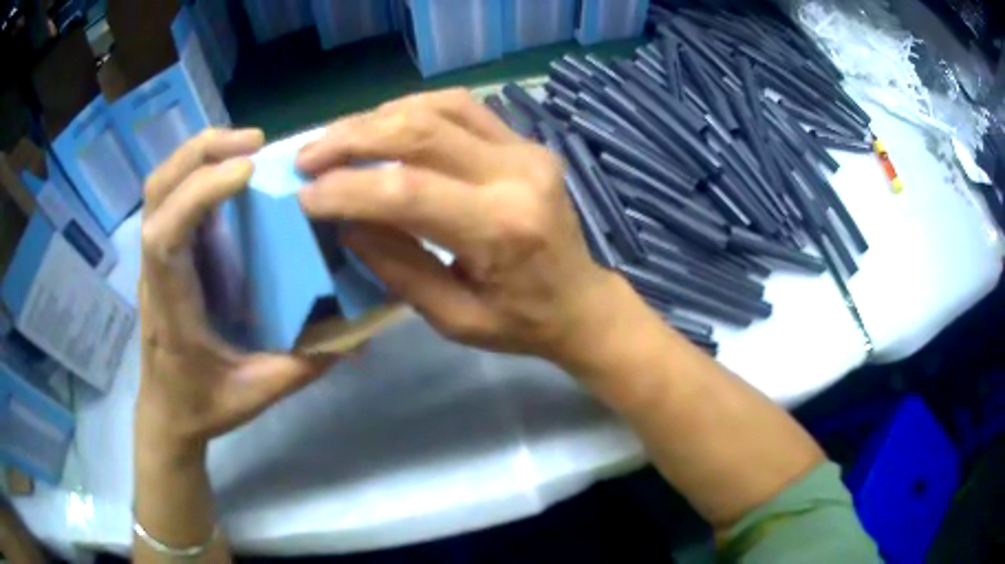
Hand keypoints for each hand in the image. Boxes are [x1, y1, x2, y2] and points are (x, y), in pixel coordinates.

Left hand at [139, 128, 333, 457]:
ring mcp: (154, 259)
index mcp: (171, 307)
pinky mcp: (163, 254)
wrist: (166, 413)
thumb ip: (304, 366)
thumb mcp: (256, 394)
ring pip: (160, 187)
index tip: (248, 171)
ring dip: (197, 154)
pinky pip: (170, 196)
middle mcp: (155, 272)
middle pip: (158, 191)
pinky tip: (228, 174)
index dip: (199, 193)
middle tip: (254, 143)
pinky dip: (196, 170)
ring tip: (245, 147)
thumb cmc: (202, 405)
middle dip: (200, 153)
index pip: (166, 236)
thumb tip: (357, 334)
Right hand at [296, 89, 621, 363]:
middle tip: (308, 157)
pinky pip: (462, 108)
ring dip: (377, 118)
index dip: (346, 189)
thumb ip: (397, 266)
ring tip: (337, 140)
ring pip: (439, 108)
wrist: (581, 301)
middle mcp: (517, 175)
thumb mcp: (453, 318)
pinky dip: (414, 109)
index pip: (408, 191)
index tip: (304, 196)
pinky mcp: (526, 142)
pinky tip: (384, 126)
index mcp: (502, 229)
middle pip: (420, 132)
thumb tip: (344, 222)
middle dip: (352, 139)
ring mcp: (526, 150)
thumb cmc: (521, 323)